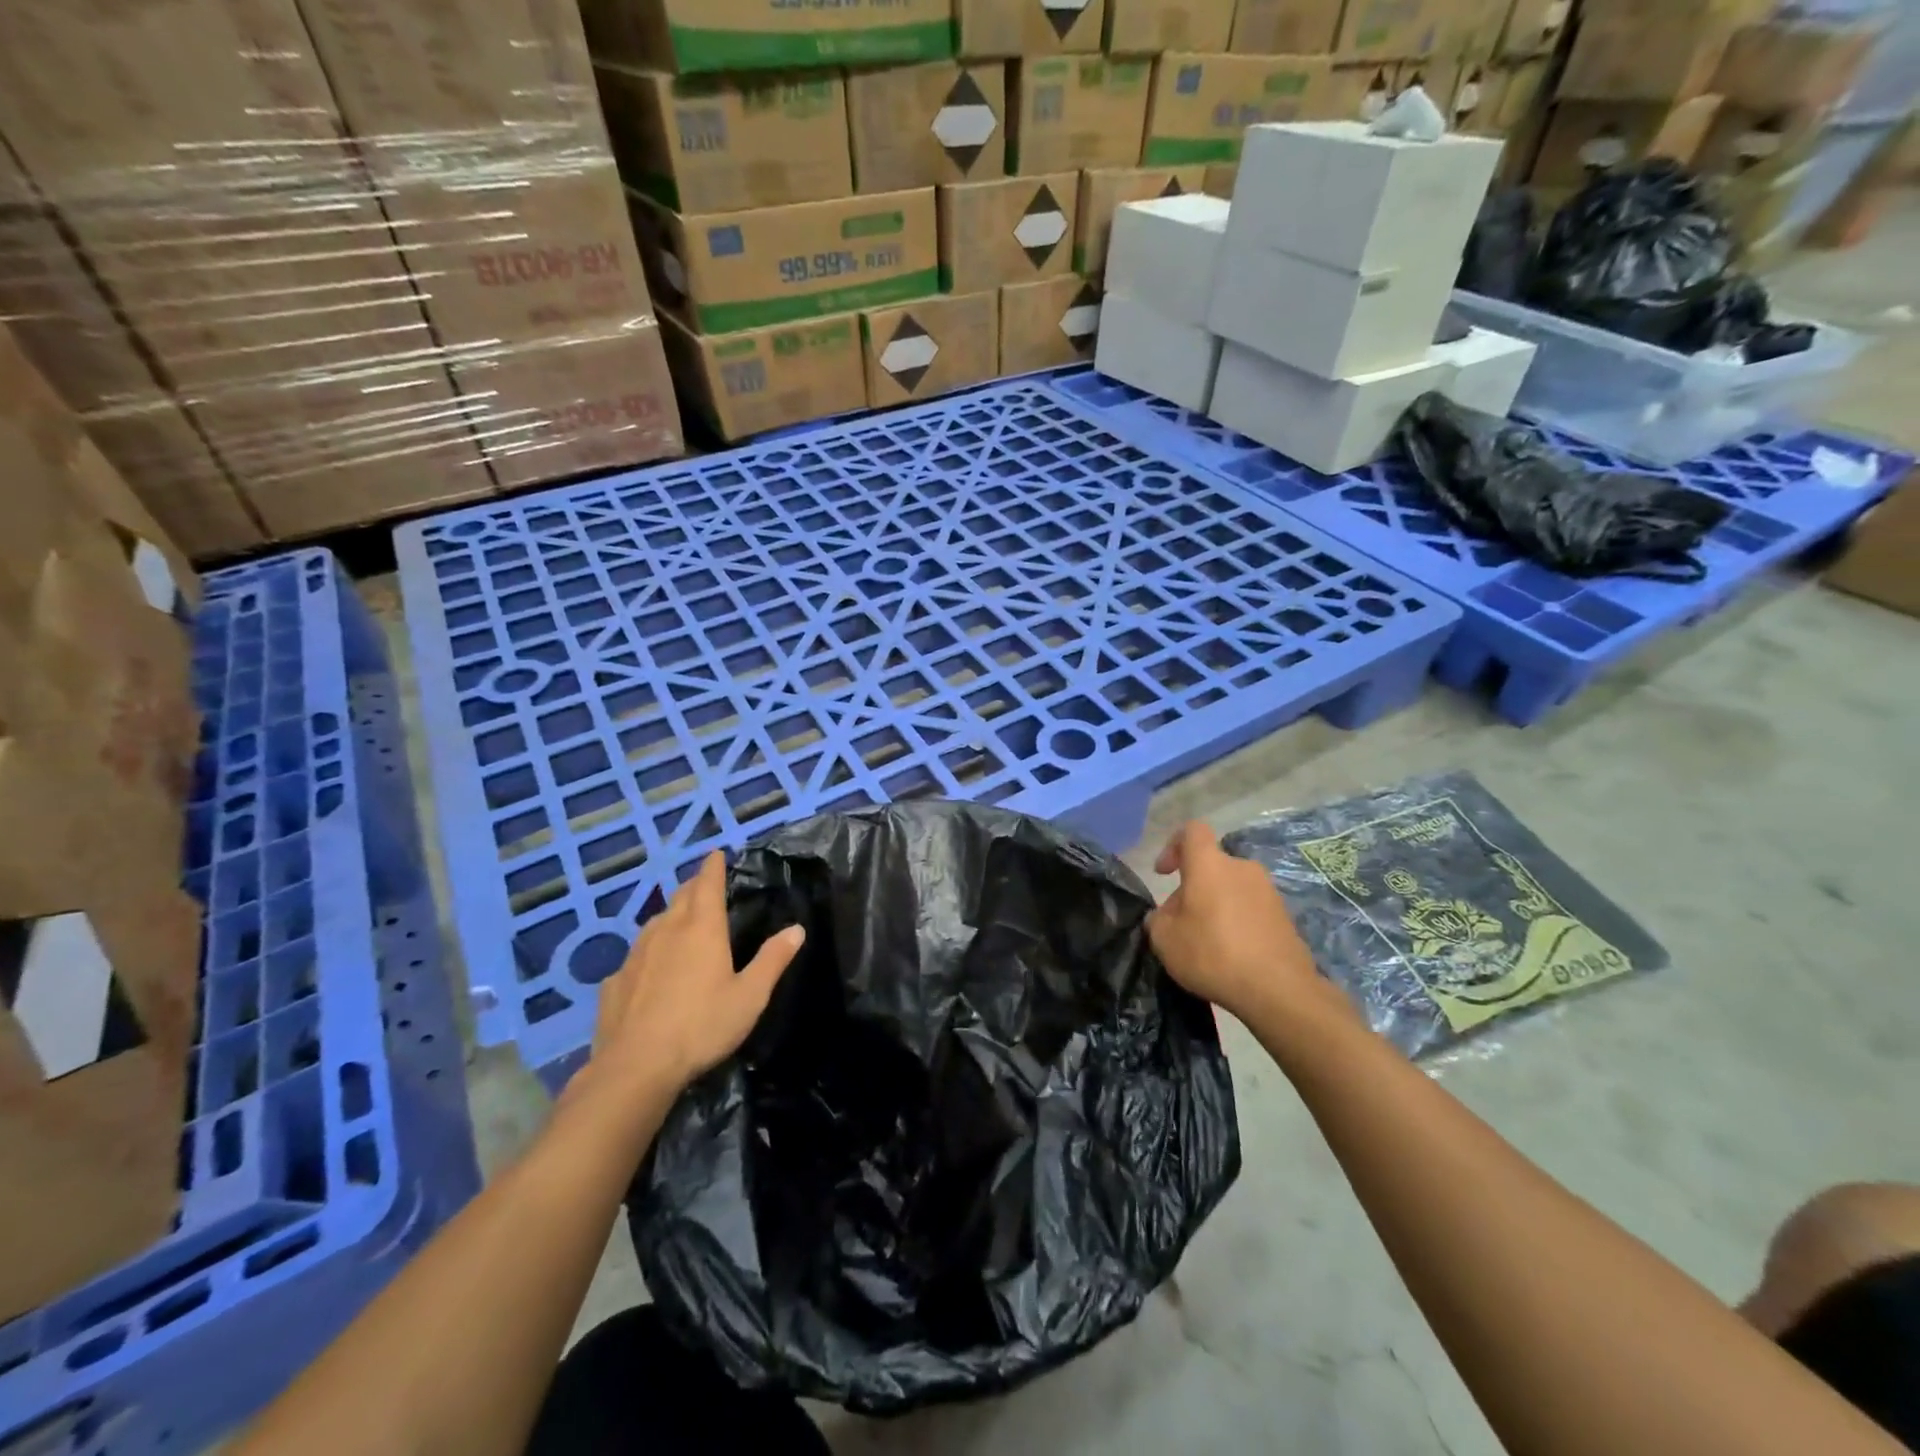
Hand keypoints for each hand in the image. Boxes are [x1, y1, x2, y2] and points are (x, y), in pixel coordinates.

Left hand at [575, 852, 803, 1110]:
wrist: (635, 1067)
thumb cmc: (701, 1026)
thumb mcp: (750, 996)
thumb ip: (773, 960)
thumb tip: (797, 929)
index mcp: (702, 929)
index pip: (707, 884)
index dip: (713, 867)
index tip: (716, 854)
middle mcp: (667, 931)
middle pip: (680, 897)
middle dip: (694, 886)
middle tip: (705, 885)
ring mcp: (635, 955)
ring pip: (656, 923)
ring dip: (671, 915)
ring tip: (681, 921)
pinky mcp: (614, 981)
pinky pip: (636, 955)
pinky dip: (649, 951)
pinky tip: (651, 969)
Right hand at [1146, 821, 1339, 1024]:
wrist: (1278, 989)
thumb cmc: (1212, 954)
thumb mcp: (1164, 940)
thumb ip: (1158, 920)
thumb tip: (1166, 916)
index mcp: (1210, 864)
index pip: (1192, 831)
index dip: (1173, 845)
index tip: (1164, 874)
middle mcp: (1241, 868)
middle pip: (1211, 866)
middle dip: (1193, 888)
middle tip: (1181, 922)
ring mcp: (1268, 891)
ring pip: (1231, 887)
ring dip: (1215, 905)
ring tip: (1206, 941)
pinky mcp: (1285, 916)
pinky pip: (1251, 908)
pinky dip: (1237, 922)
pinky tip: (1231, 953)